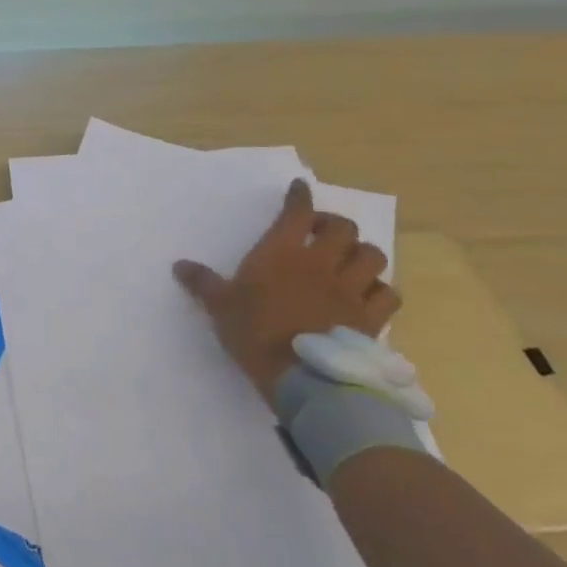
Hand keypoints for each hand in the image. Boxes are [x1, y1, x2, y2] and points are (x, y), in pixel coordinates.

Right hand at [173, 178, 398, 410]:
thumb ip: (203, 282)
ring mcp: (350, 290)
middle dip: (334, 224)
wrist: (302, 377)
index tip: (299, 188)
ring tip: (349, 262)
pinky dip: (381, 289)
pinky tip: (369, 295)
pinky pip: (388, 294)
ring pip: (372, 256)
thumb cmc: (255, 333)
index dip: (299, 196)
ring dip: (362, 253)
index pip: (296, 212)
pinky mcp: (371, 318)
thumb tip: (179, 265)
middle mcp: (320, 263)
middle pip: (343, 228)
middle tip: (321, 233)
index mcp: (282, 252)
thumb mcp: (220, 306)